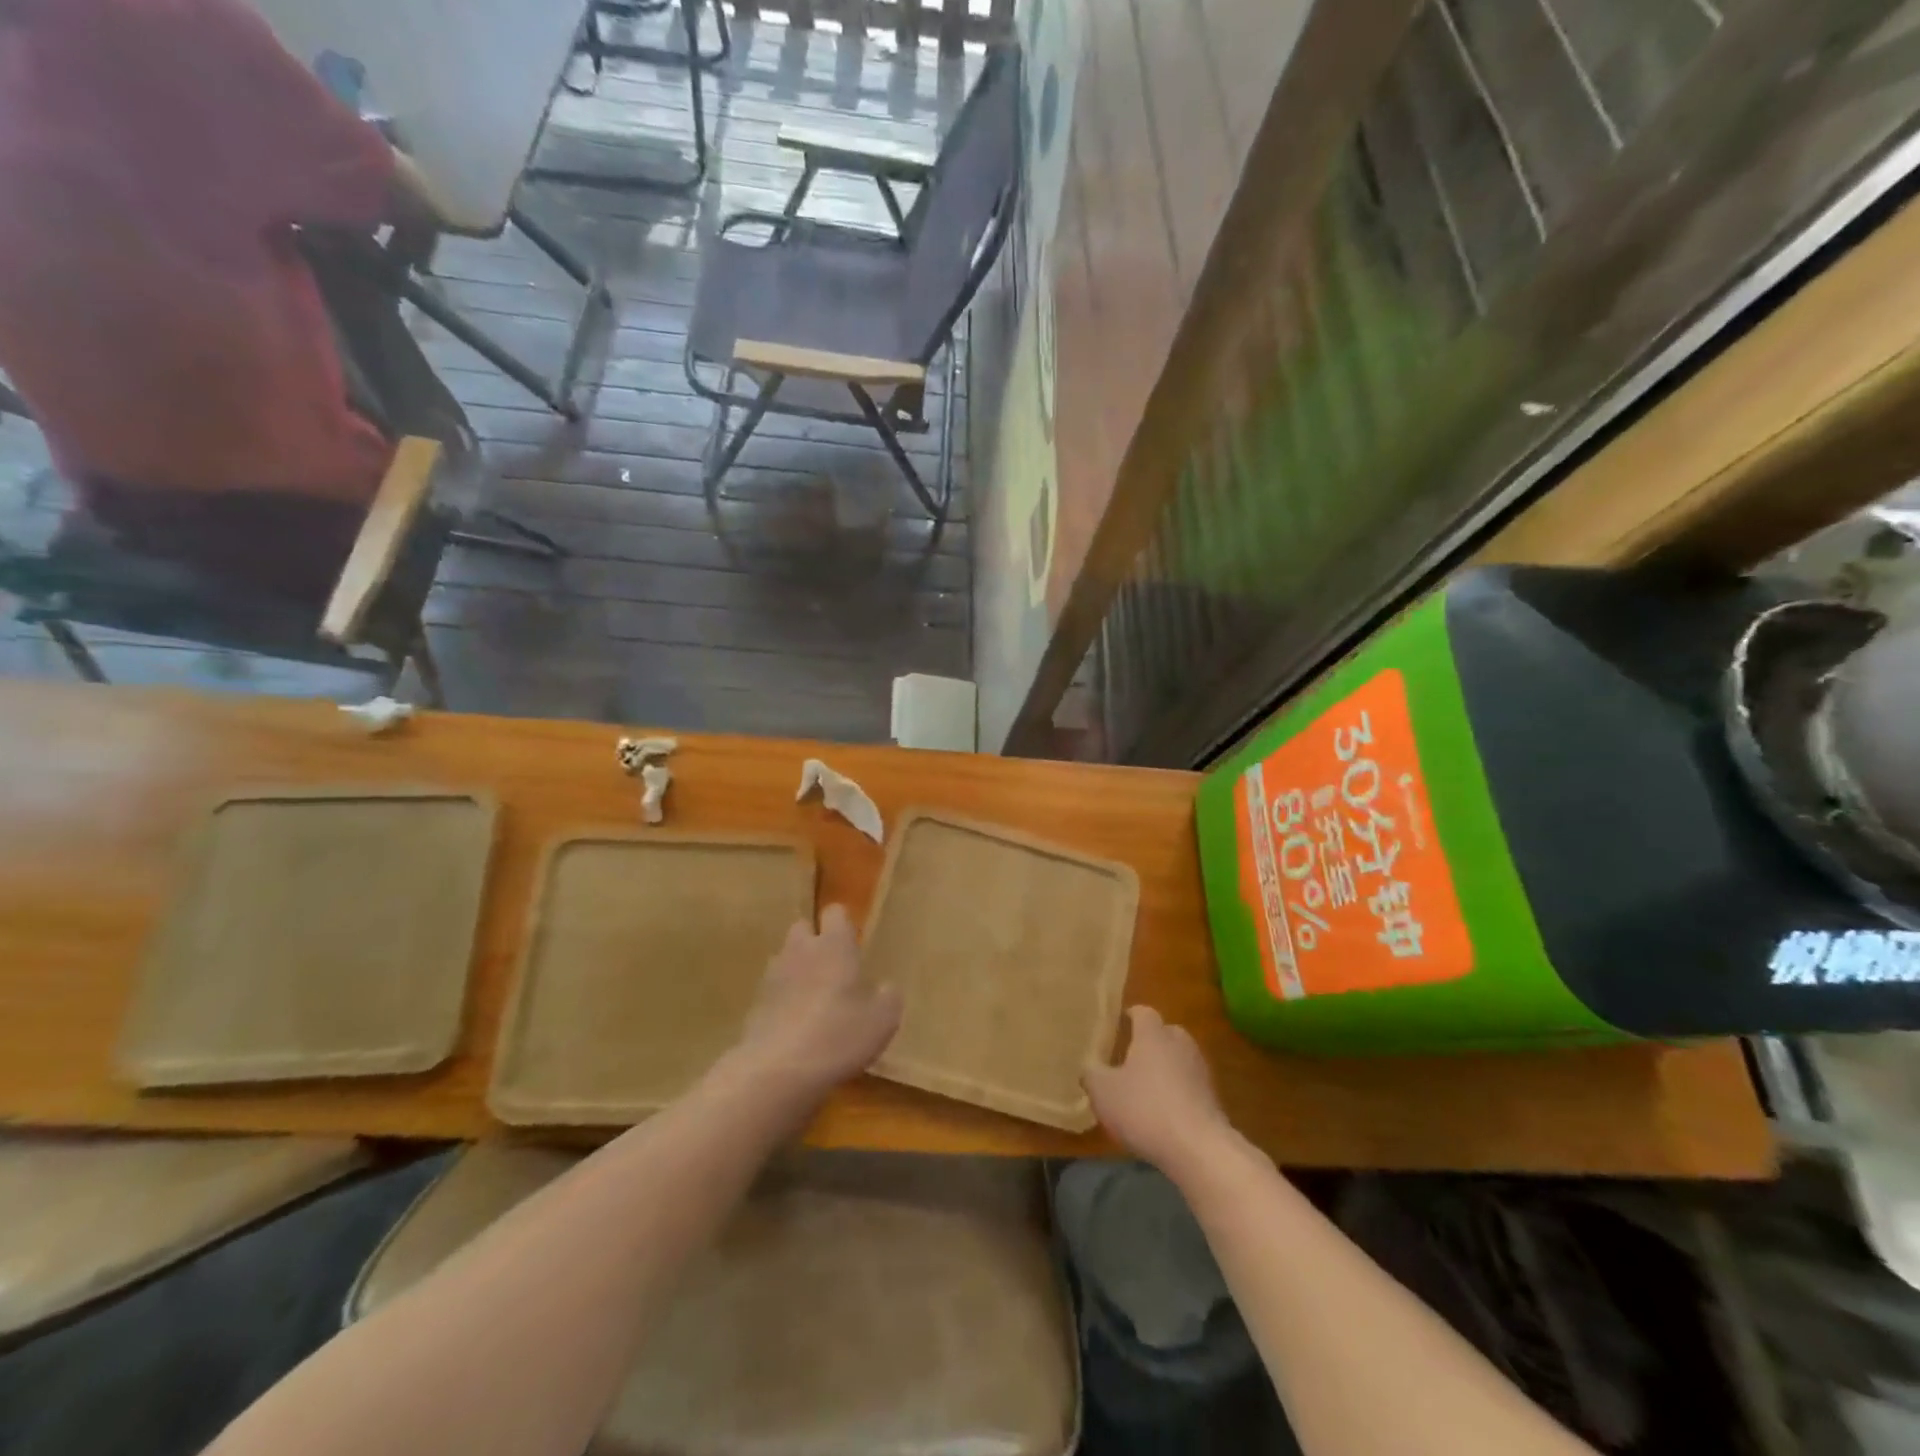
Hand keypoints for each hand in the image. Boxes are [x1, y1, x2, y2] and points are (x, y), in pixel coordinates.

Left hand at [728, 905, 900, 1105]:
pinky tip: (796, 1028)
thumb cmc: (838, 1035)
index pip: (835, 912)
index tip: (854, 944)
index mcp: (834, 945)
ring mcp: (772, 977)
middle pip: (803, 929)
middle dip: (815, 942)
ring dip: (798, 971)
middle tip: (834, 970)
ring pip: (785, 960)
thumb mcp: (883, 1020)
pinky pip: (773, 992)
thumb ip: (888, 997)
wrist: (777, 1071)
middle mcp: (800, 950)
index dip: (844, 925)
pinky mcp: (755, 1005)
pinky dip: (783, 1001)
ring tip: (815, 1001)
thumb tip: (885, 988)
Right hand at [1085, 1007, 1233, 1180]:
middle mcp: (1180, 1044)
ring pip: (1179, 1059)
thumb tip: (1090, 1067)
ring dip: (1165, 1069)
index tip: (1118, 1025)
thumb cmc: (1145, 1109)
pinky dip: (1178, 1093)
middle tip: (1130, 1058)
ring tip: (1146, 1089)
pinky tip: (1163, 1114)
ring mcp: (1200, 1071)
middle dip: (1150, 1042)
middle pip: (1165, 1033)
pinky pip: (1190, 1086)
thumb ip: (1091, 1074)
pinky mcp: (1213, 1099)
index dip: (1130, 1016)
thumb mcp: (1103, 1092)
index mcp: (1153, 1035)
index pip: (1143, 1012)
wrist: (1199, 1149)